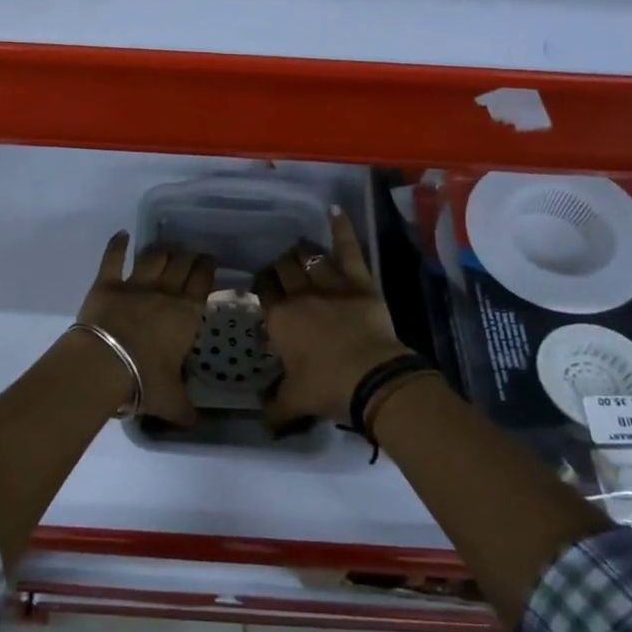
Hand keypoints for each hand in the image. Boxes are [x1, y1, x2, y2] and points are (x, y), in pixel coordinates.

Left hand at [77, 233, 214, 427]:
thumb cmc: (144, 381)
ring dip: (162, 249)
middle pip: (181, 263)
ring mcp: (135, 284)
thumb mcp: (171, 401)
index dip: (207, 268)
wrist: (103, 366)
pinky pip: (113, 258)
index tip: (209, 262)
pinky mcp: (106, 282)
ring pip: (154, 256)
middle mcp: (165, 292)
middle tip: (191, 254)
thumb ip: (186, 410)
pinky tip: (121, 235)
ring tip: (167, 247)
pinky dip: (117, 244)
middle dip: (188, 255)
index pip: (203, 281)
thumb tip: (197, 423)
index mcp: (186, 314)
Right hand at [257, 208, 413, 428]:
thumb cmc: (327, 388)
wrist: (371, 378)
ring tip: (298, 251)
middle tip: (280, 270)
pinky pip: (348, 250)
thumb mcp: (294, 402)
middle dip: (279, 267)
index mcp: (280, 319)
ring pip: (309, 258)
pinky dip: (342, 229)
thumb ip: (273, 408)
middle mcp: (300, 295)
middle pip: (284, 269)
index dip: (260, 284)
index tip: (261, 284)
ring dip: (301, 253)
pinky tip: (334, 211)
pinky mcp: (359, 282)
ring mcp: (331, 284)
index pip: (263, 290)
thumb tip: (260, 420)